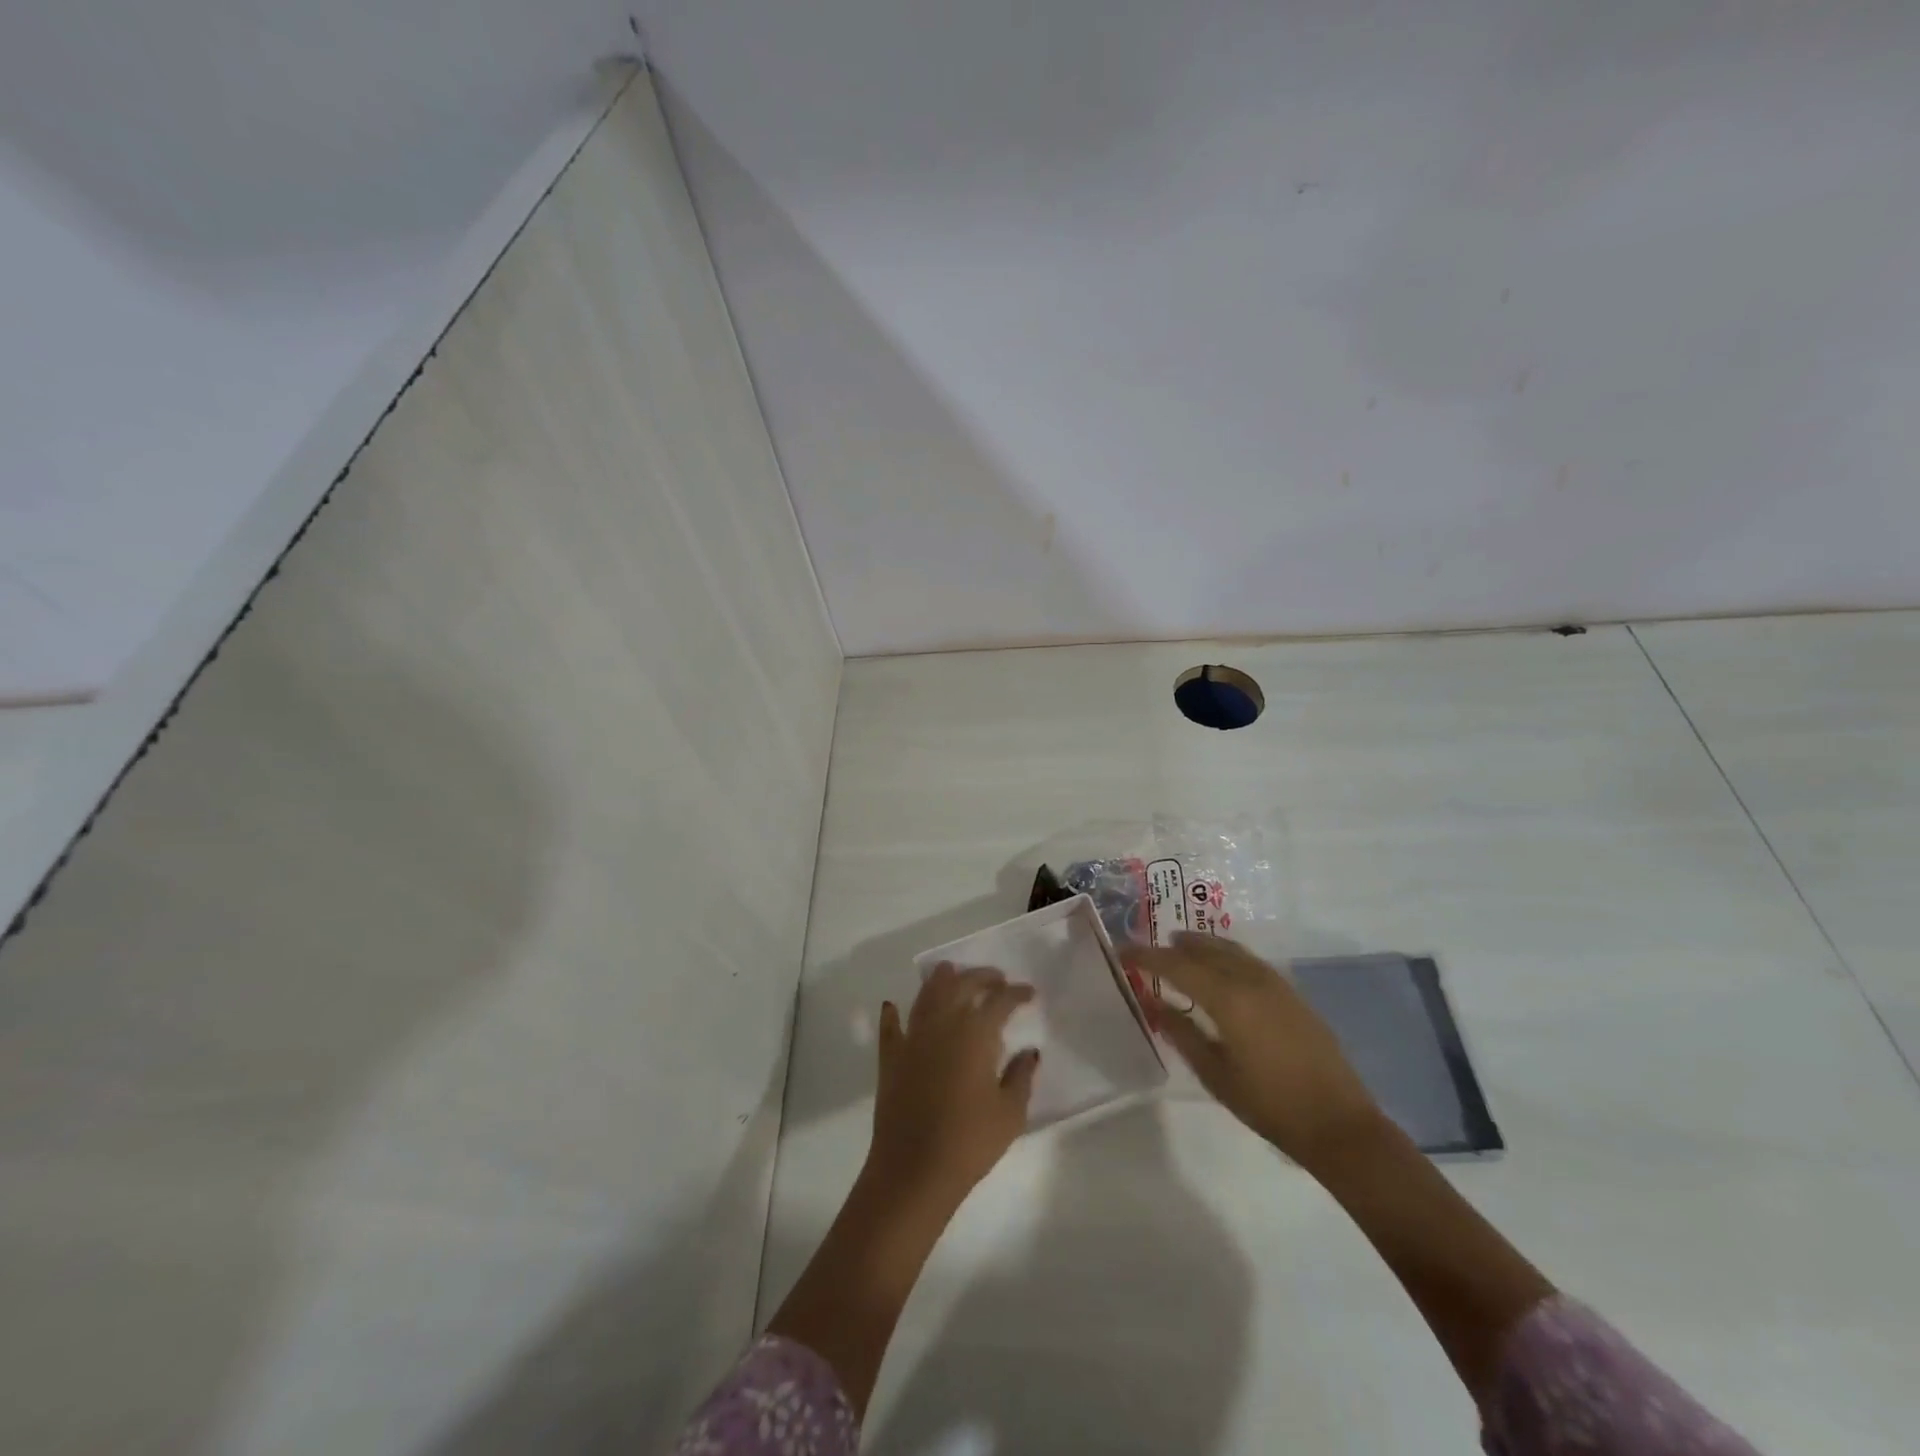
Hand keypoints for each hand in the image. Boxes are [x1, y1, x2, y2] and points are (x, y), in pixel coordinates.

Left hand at [866, 963, 1040, 1210]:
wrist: (914, 1171)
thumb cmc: (970, 1142)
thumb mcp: (1010, 1113)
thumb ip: (1021, 1076)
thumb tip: (1030, 1051)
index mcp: (974, 1034)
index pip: (999, 1001)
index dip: (1016, 994)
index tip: (1029, 993)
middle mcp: (942, 1025)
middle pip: (961, 986)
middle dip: (981, 977)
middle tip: (997, 979)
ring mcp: (912, 1038)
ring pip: (926, 996)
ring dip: (940, 980)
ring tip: (951, 971)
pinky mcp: (890, 1058)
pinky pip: (890, 1028)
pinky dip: (892, 1014)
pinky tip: (892, 1006)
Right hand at [1123, 933, 1379, 1170]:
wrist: (1339, 1125)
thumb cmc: (1269, 1105)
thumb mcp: (1214, 1073)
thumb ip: (1180, 1032)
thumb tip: (1151, 1001)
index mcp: (1228, 998)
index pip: (1176, 965)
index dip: (1146, 956)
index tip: (1122, 952)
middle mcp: (1250, 979)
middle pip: (1203, 948)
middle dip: (1172, 945)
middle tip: (1147, 949)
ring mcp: (1275, 983)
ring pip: (1229, 949)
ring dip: (1200, 945)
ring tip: (1178, 947)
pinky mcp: (1290, 992)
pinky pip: (1247, 960)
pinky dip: (1224, 954)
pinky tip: (1218, 967)